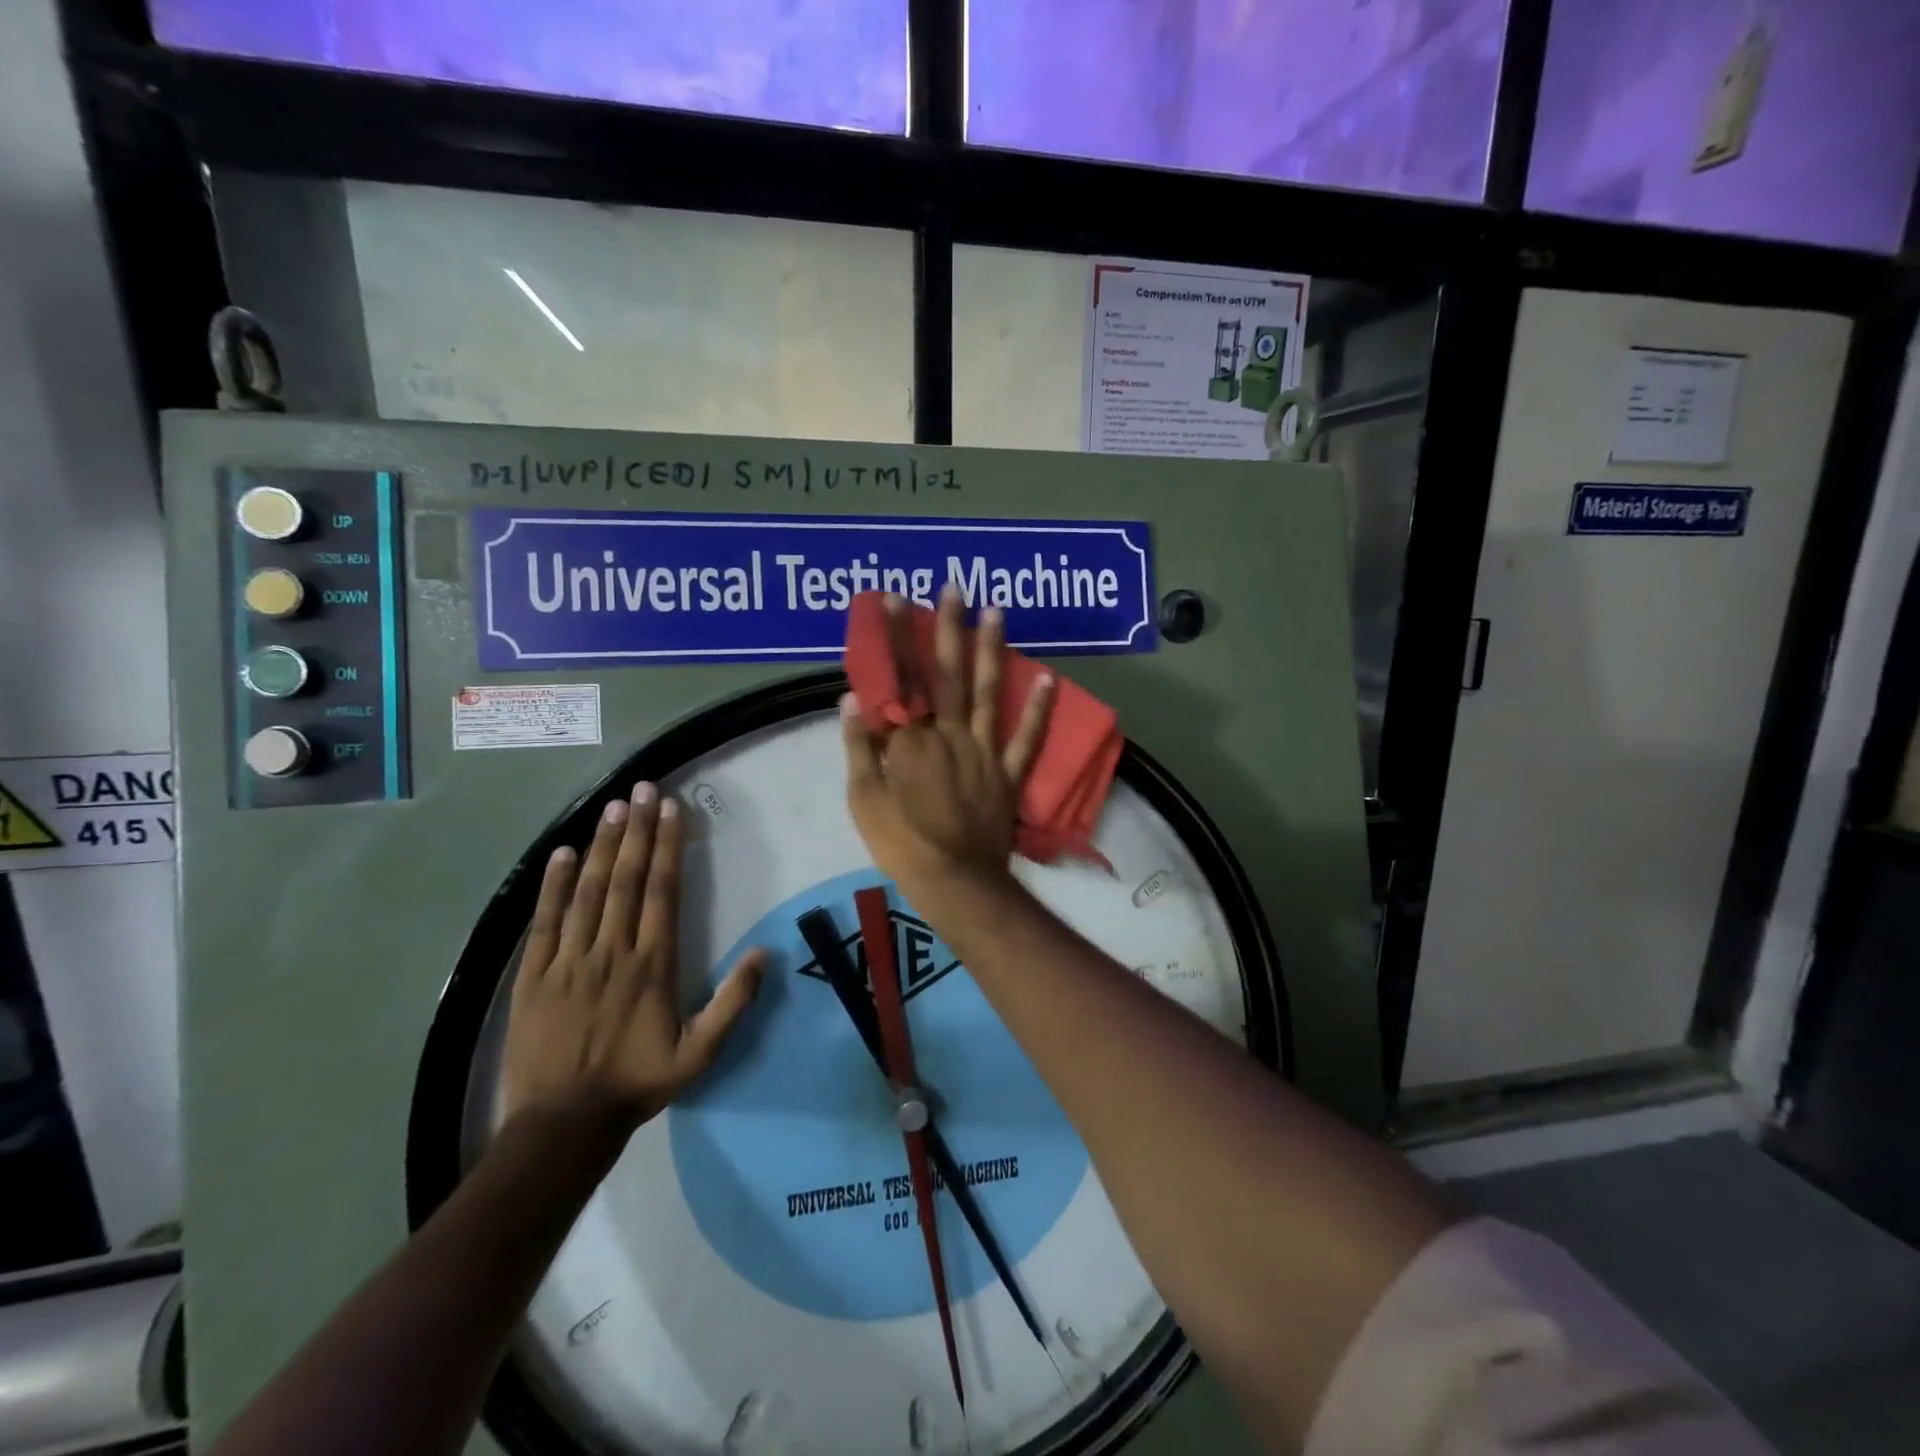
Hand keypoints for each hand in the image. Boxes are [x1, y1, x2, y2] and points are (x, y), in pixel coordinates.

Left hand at [501, 782, 767, 1138]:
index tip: (670, 809)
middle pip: (627, 879)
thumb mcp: (700, 1053)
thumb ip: (734, 1003)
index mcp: (653, 964)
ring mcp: (569, 960)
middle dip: (637, 830)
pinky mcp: (534, 976)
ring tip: (613, 806)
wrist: (563, 1124)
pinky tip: (563, 853)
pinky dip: (553, 885)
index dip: (667, 846)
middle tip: (642, 789)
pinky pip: (544, 921)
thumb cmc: (637, 1083)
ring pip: (589, 891)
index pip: (662, 891)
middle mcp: (612, 950)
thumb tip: (765, 953)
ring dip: (603, 846)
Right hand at [843, 587, 1052, 893]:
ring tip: (997, 611)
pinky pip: (1028, 738)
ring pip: (990, 691)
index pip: (901, 677)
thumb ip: (859, 746)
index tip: (893, 599)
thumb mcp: (863, 798)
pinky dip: (1040, 710)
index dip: (896, 636)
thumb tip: (853, 697)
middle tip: (954, 587)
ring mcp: (985, 751)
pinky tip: (1051, 679)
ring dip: (992, 649)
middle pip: (949, 673)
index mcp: (913, 738)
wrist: (955, 881)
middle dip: (949, 627)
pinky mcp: (1009, 773)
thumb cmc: (901, 842)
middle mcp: (952, 733)